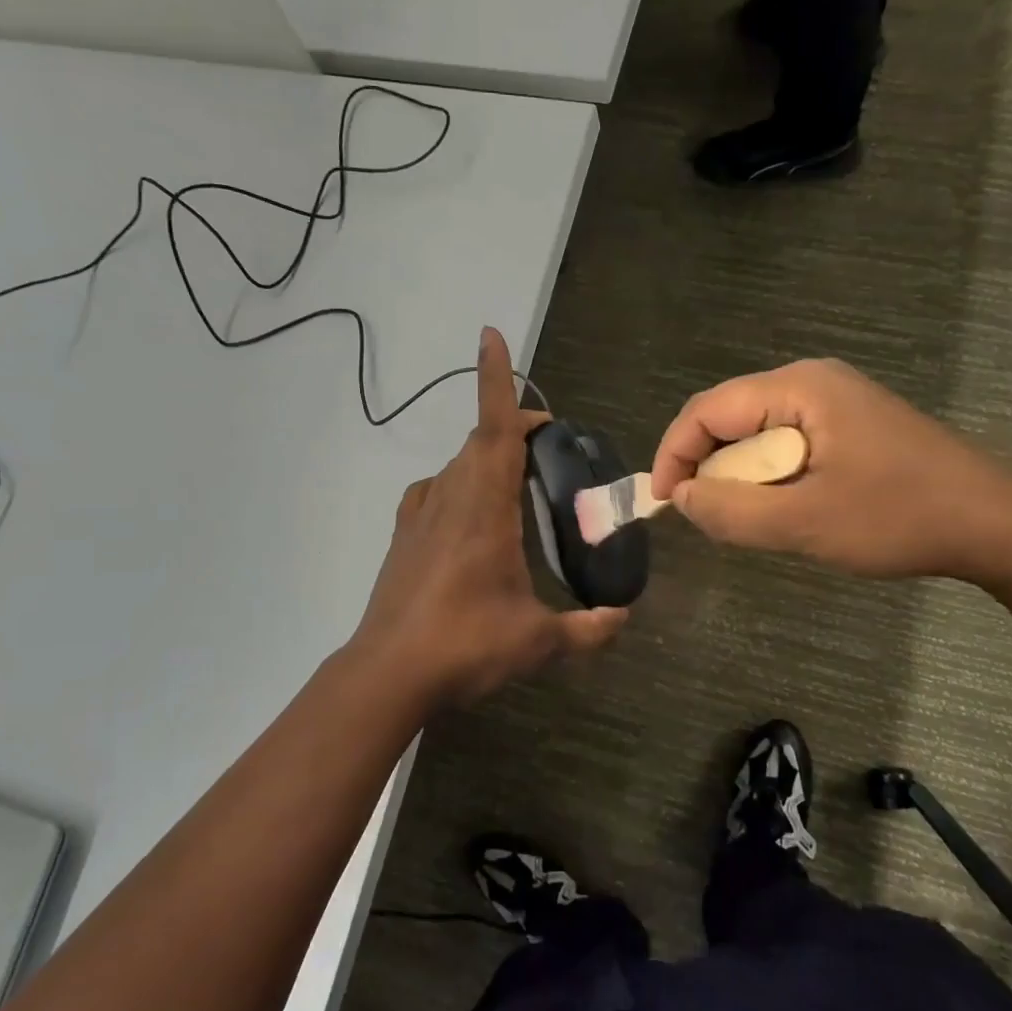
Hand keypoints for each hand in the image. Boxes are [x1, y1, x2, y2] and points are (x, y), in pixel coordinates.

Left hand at [351, 328, 627, 706]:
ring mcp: (420, 515)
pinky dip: (459, 483)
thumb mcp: (537, 641)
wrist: (387, 674)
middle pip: (480, 439)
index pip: (493, 427)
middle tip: (550, 448)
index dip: (495, 379)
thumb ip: (588, 629)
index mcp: (484, 508)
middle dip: (514, 428)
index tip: (491, 336)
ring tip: (519, 482)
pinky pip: (435, 489)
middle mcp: (450, 497)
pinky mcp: (404, 536)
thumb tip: (624, 616)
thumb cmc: (464, 646)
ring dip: (488, 457)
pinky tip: (471, 513)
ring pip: (458, 464)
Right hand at [650, 358, 1011, 584]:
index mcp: (799, 388)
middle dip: (708, 467)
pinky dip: (770, 476)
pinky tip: (784, 508)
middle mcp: (812, 381)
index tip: (665, 504)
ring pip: (757, 433)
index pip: (708, 409)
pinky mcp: (851, 424)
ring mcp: (835, 400)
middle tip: (707, 517)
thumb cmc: (899, 518)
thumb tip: (682, 498)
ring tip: (746, 518)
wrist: (996, 525)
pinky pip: (787, 443)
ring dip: (740, 475)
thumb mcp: (805, 523)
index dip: (675, 454)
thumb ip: (731, 511)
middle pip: (730, 417)